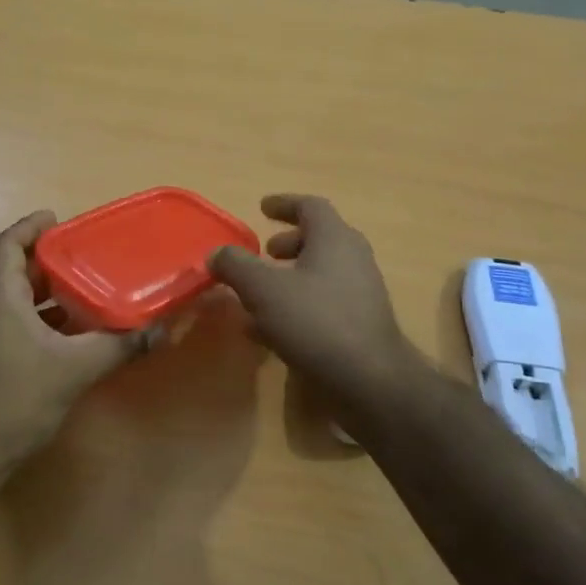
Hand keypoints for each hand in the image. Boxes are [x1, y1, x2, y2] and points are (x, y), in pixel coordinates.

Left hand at [0, 211, 152, 479]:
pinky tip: (71, 339)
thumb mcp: (75, 369)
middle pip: (14, 272)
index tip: (57, 218)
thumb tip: (165, 330)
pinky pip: (15, 327)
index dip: (29, 227)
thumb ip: (120, 347)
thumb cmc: (15, 399)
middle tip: (86, 256)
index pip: (7, 246)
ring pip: (16, 303)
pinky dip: (42, 322)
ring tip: (86, 292)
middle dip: (48, 262)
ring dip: (47, 295)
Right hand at [209, 194, 420, 397]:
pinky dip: (297, 304)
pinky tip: (270, 330)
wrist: (369, 380)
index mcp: (334, 238)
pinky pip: (324, 303)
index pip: (310, 206)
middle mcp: (353, 258)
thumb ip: (236, 266)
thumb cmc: (314, 322)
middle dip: (288, 243)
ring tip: (259, 294)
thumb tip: (216, 253)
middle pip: (319, 239)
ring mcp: (361, 292)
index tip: (262, 208)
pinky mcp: (361, 324)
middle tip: (264, 253)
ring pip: (321, 273)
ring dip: (290, 277)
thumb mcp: (263, 290)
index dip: (283, 204)